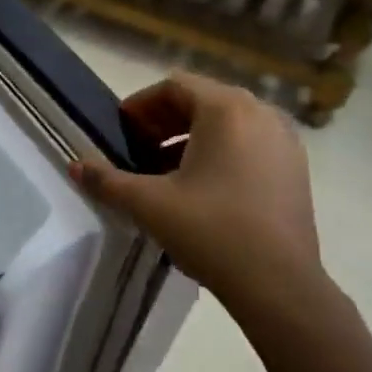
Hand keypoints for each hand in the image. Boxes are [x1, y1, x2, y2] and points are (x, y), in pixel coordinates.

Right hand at [71, 74, 331, 329]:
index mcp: (226, 109)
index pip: (174, 86)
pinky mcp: (295, 168)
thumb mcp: (149, 204)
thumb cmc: (211, 231)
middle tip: (138, 151)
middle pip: (202, 101)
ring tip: (166, 172)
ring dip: (192, 138)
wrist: (279, 285)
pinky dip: (222, 152)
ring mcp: (284, 140)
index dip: (141, 105)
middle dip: (165, 122)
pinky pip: (250, 143)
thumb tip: (75, 166)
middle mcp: (261, 113)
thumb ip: (107, 180)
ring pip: (228, 123)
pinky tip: (203, 188)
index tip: (121, 132)